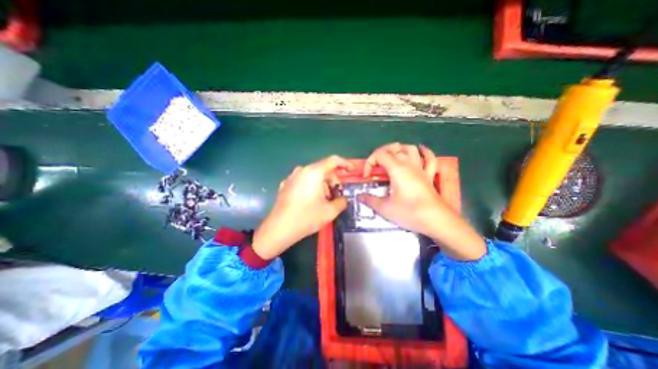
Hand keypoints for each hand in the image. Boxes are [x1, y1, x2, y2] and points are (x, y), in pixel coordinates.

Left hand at [253, 155, 354, 259]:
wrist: (279, 229)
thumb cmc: (306, 218)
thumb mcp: (330, 211)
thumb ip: (342, 202)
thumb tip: (343, 199)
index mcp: (314, 172)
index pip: (333, 160)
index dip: (345, 164)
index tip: (352, 170)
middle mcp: (302, 170)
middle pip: (323, 169)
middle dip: (333, 180)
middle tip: (337, 194)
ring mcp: (292, 177)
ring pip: (313, 175)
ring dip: (323, 184)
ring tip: (324, 200)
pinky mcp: (286, 184)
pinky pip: (304, 180)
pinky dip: (312, 186)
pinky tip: (311, 200)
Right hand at [358, 143, 484, 260]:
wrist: (436, 221)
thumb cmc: (410, 212)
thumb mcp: (385, 208)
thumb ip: (370, 200)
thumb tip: (360, 196)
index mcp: (397, 169)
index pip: (380, 155)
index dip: (370, 162)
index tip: (367, 176)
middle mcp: (409, 164)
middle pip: (394, 148)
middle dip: (381, 152)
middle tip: (375, 165)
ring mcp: (421, 169)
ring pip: (411, 149)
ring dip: (399, 149)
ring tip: (391, 156)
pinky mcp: (429, 176)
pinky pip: (429, 159)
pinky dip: (424, 152)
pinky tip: (420, 150)